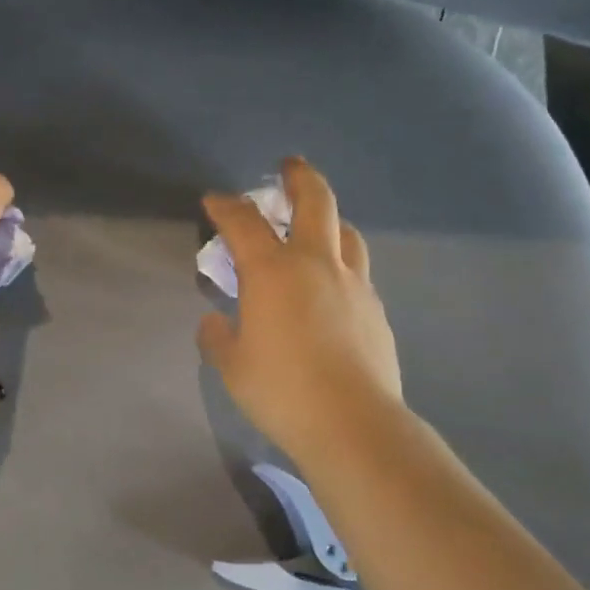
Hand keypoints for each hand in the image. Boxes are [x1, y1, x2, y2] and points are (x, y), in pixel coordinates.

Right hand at [199, 157, 402, 460]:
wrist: (352, 422)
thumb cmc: (280, 389)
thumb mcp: (231, 366)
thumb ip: (217, 338)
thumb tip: (213, 322)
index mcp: (272, 272)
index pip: (244, 222)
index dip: (226, 206)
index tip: (214, 200)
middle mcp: (316, 264)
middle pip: (315, 202)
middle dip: (299, 177)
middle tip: (289, 167)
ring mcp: (354, 284)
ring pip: (345, 232)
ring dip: (328, 218)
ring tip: (316, 225)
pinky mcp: (376, 309)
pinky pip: (357, 271)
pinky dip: (340, 263)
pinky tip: (331, 286)